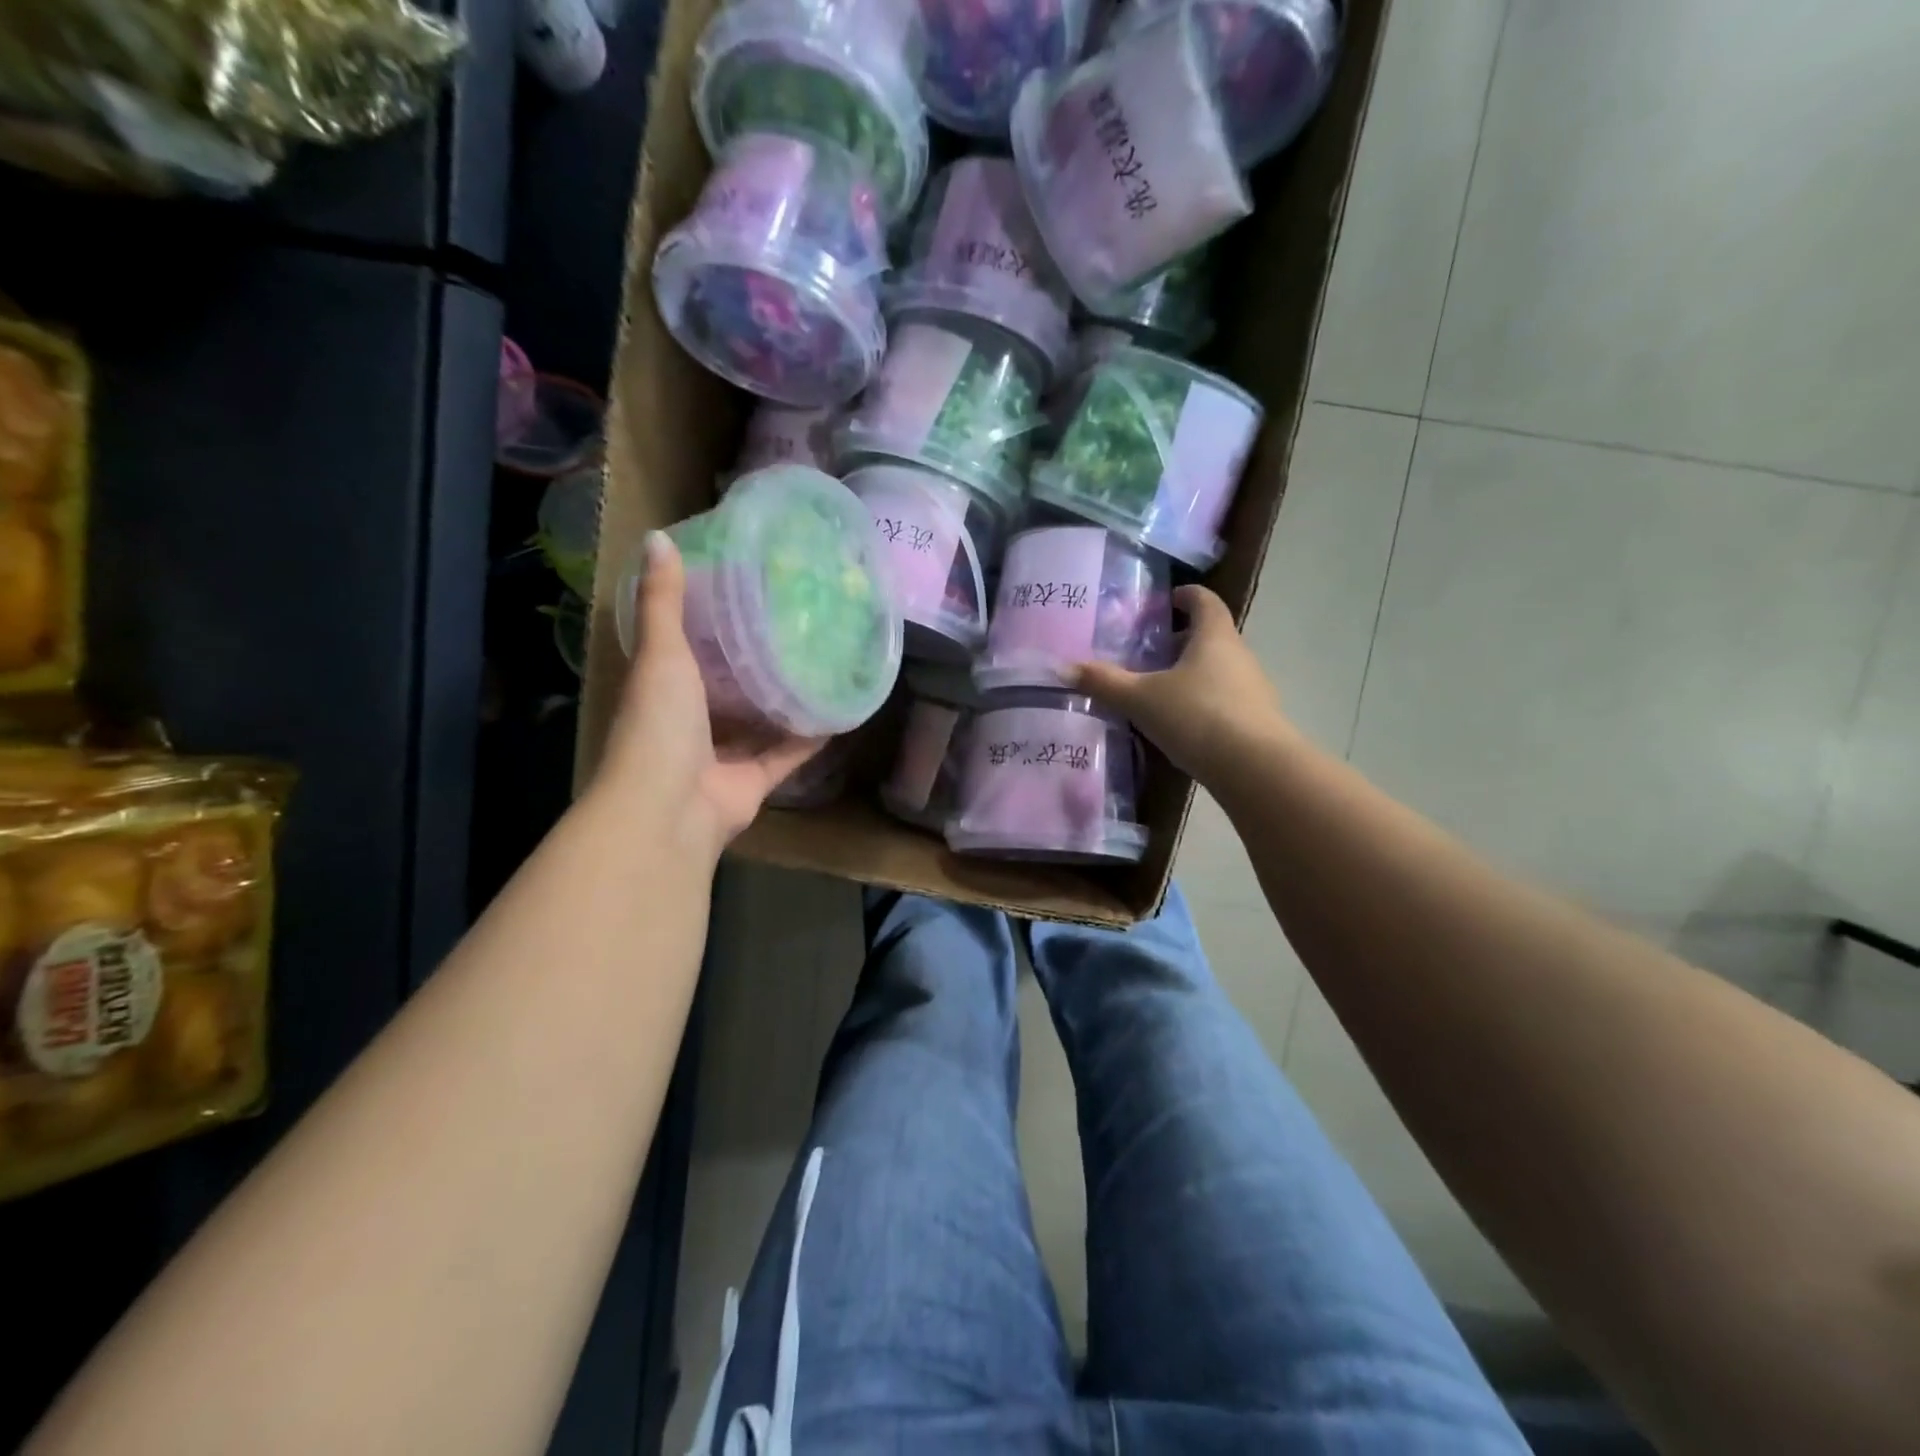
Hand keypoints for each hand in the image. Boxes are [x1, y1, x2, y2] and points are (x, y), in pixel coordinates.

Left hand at [596, 532, 821, 857]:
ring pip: (759, 724)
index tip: (744, 594)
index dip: (710, 626)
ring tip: (824, 665)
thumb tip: (657, 537)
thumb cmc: (659, 724)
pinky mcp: (754, 783)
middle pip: (727, 690)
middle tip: (796, 628)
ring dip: (785, 702)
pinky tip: (839, 712)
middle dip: (755, 665)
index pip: (686, 652)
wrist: (669, 808)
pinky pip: (787, 755)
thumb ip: (662, 602)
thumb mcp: (661, 653)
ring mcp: (722, 757)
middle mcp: (691, 725)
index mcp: (663, 691)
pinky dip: (810, 738)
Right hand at [1072, 584, 1294, 789]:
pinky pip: (1223, 699)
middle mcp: (1238, 655)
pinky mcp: (1255, 720)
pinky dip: (1200, 701)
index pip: (1204, 601)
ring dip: (1189, 673)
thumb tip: (1063, 668)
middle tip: (1146, 653)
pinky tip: (1178, 724)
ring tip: (1156, 691)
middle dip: (1179, 640)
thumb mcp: (1140, 699)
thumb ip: (1104, 682)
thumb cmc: (1197, 717)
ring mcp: (1252, 688)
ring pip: (1217, 669)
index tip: (1163, 602)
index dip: (1184, 596)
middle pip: (1210, 636)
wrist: (1255, 769)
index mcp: (1214, 636)